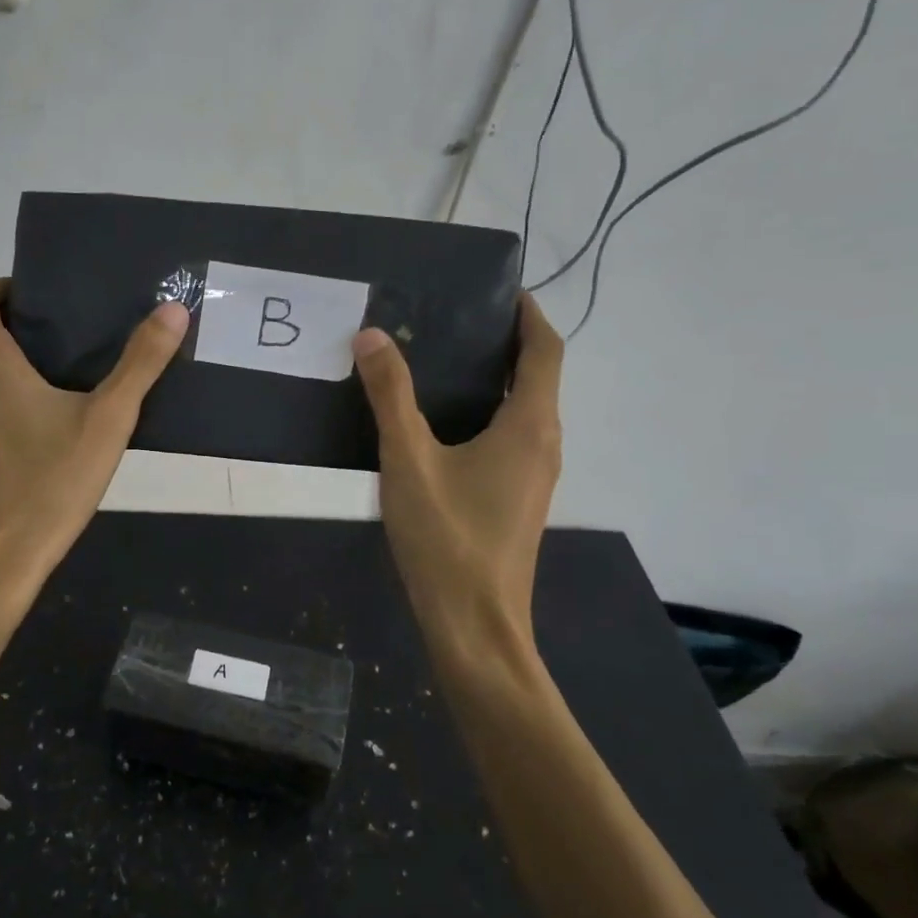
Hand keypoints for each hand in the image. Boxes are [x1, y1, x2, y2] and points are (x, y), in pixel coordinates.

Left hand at [0, 279, 187, 593]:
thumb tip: (173, 310)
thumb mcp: (108, 421)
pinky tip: (51, 413)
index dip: (4, 285)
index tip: (50, 301)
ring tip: (66, 364)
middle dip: (14, 315)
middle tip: (70, 327)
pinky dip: (5, 384)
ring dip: (10, 350)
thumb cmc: (49, 484)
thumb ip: (140, 364)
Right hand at [353, 292, 563, 642]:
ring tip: (440, 361)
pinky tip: (440, 423)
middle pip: (537, 376)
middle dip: (505, 342)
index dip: (529, 314)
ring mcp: (535, 476)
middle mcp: (545, 444)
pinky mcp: (518, 499)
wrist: (475, 627)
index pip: (545, 350)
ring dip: (495, 379)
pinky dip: (488, 412)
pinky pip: (511, 438)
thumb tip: (372, 335)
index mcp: (530, 425)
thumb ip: (390, 396)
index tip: (500, 290)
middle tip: (451, 320)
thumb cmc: (447, 539)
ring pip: (524, 410)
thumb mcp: (408, 460)